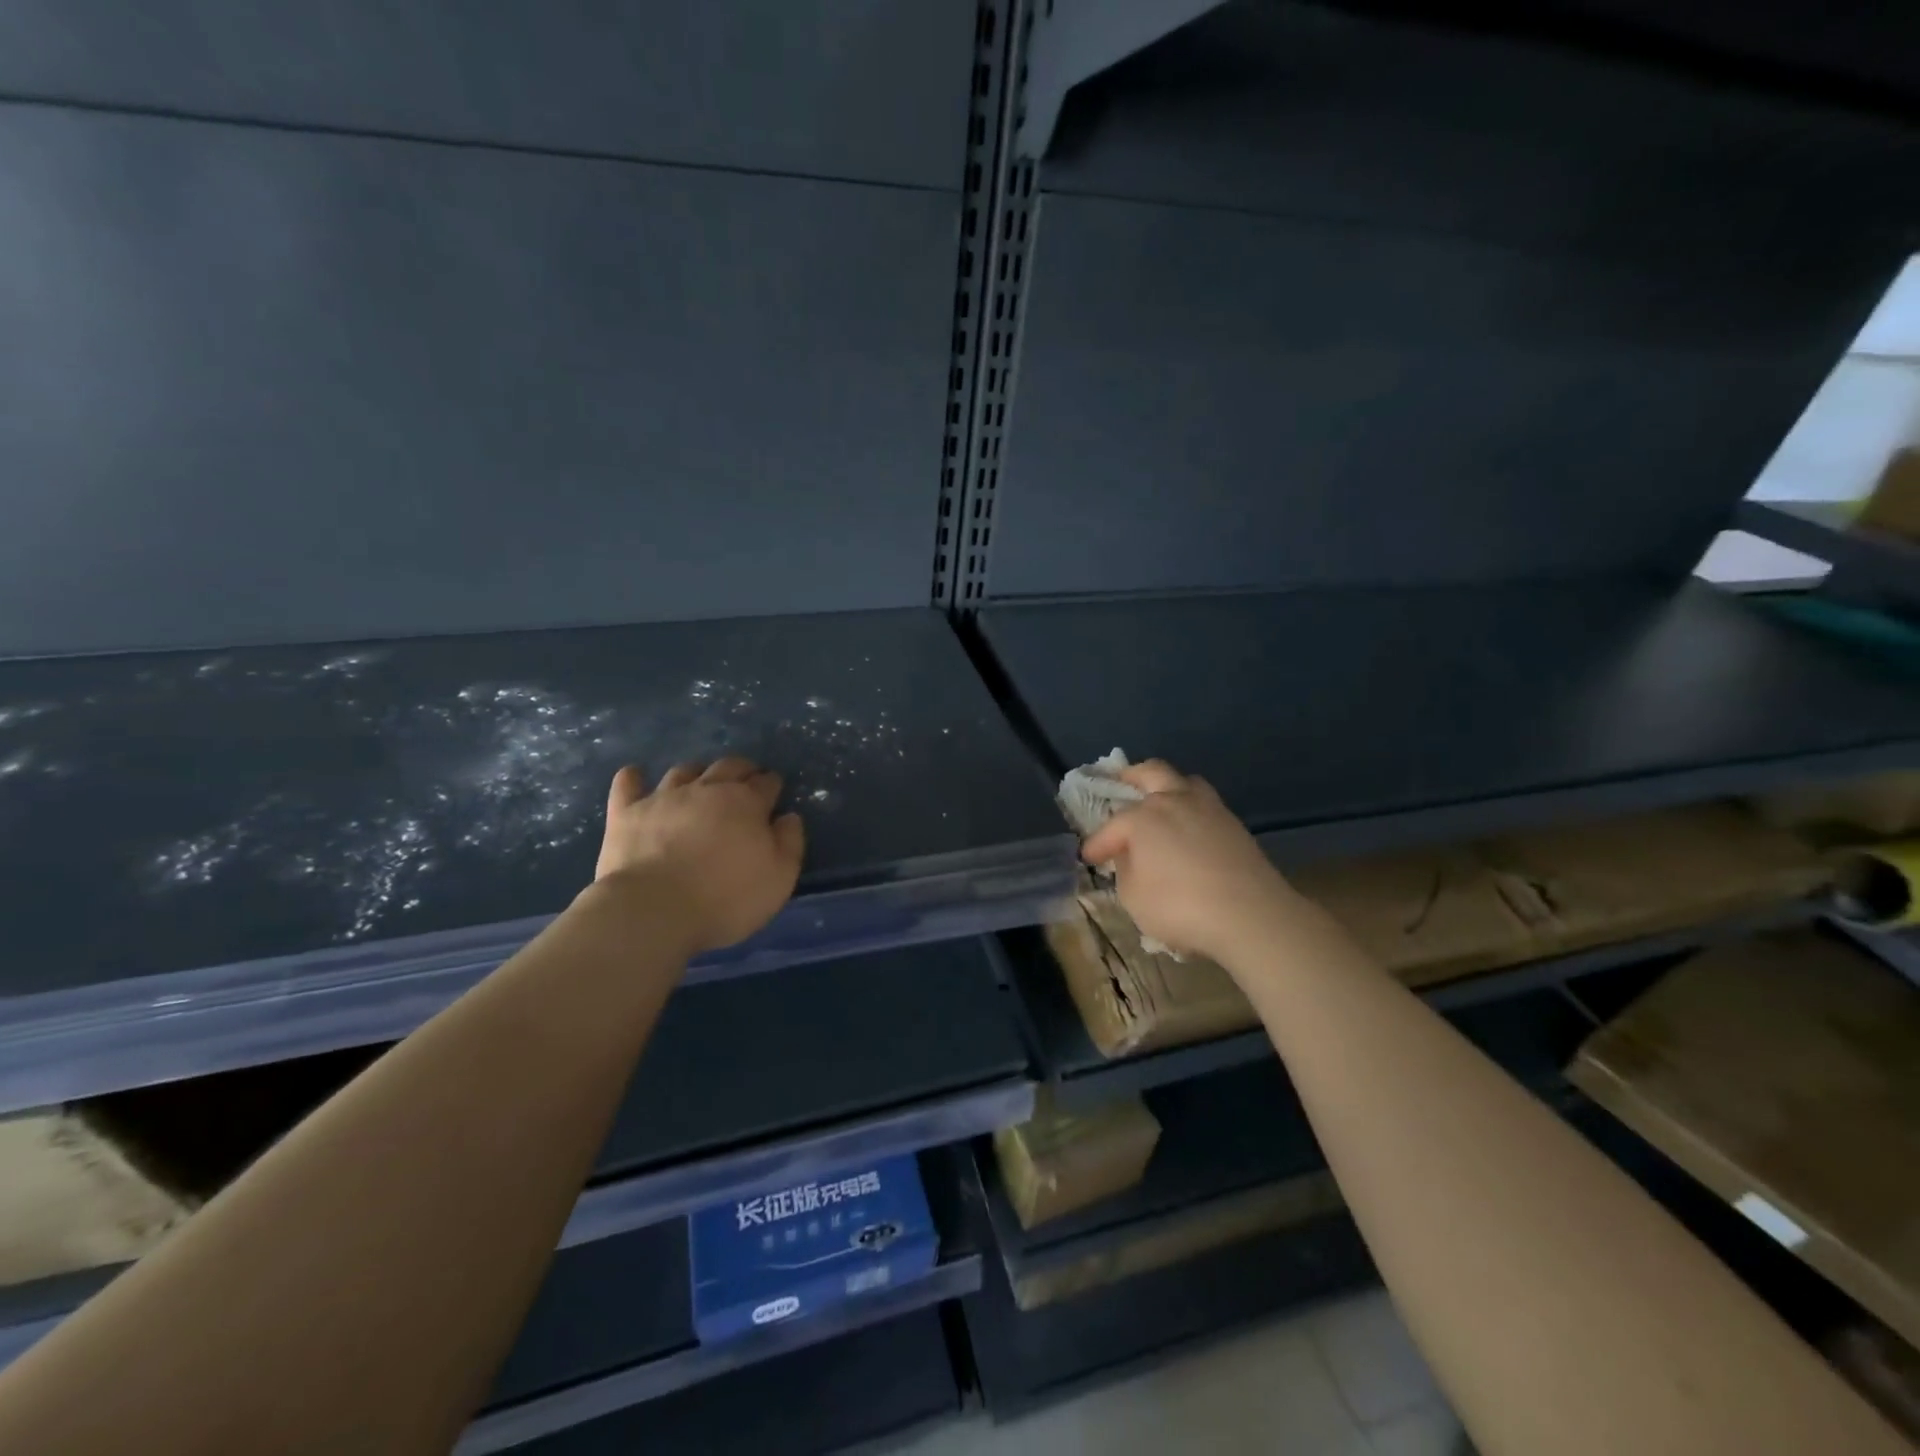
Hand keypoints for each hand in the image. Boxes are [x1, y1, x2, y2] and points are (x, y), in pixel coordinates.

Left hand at [594, 758, 805, 954]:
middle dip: (741, 769)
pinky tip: (636, 775)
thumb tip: (788, 817)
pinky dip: (633, 778)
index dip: (772, 785)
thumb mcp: (779, 878)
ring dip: (697, 772)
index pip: (766, 783)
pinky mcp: (627, 813)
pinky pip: (627, 785)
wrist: (654, 910)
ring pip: (684, 771)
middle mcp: (707, 789)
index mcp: (747, 803)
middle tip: (745, 778)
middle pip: (728, 766)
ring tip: (700, 781)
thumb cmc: (726, 897)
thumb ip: (790, 842)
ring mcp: (663, 798)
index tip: (774, 791)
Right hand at [1079, 759, 1299, 965]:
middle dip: (1131, 776)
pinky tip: (1188, 827)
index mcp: (1143, 817)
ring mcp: (1209, 809)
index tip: (1089, 857)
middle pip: (1152, 772)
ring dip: (1168, 786)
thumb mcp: (1133, 897)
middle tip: (1119, 782)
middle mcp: (1174, 801)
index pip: (1111, 828)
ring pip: (1185, 782)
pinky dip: (1190, 808)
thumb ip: (1126, 870)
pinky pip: (1205, 804)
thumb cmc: (1180, 907)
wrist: (1251, 915)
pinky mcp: (1234, 825)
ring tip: (1159, 800)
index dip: (1097, 844)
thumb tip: (1132, 856)